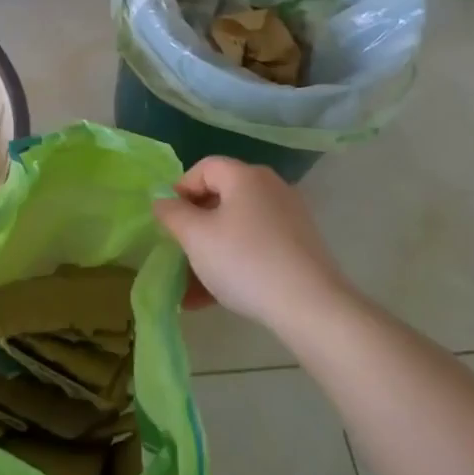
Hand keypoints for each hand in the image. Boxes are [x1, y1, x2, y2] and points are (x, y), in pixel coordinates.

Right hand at [153, 157, 350, 332]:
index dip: (179, 190)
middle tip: (177, 253)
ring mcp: (288, 218)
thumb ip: (172, 214)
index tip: (167, 221)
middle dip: (194, 227)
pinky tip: (213, 298)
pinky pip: (255, 247)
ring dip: (210, 252)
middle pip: (220, 198)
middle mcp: (270, 188)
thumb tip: (162, 200)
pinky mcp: (300, 247)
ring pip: (236, 228)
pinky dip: (233, 264)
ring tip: (189, 288)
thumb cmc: (245, 261)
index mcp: (245, 176)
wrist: (311, 307)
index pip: (204, 168)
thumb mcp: (196, 237)